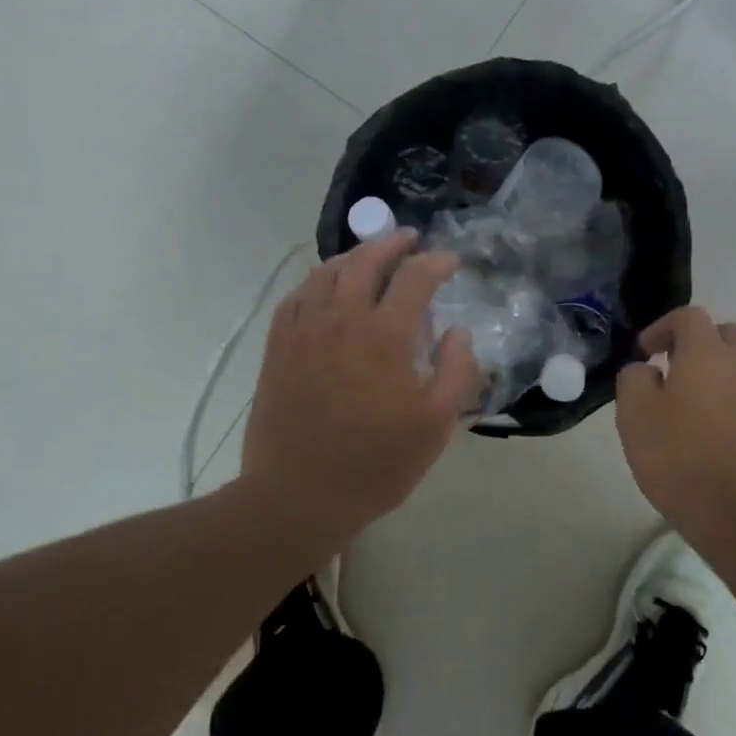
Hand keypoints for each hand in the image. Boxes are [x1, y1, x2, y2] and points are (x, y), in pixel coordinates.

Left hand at [243, 230, 480, 532]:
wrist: (297, 495)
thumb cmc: (375, 464)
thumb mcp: (435, 425)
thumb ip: (457, 371)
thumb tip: (458, 332)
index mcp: (384, 335)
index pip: (414, 277)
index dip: (436, 262)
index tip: (450, 262)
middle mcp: (341, 319)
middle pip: (365, 260)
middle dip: (391, 243)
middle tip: (408, 240)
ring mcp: (304, 330)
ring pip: (327, 272)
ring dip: (353, 256)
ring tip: (369, 258)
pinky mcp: (278, 346)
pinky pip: (297, 296)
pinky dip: (316, 281)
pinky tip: (325, 288)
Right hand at [615, 306, 735, 534]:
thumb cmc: (680, 458)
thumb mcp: (635, 415)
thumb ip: (634, 378)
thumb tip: (646, 369)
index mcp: (708, 354)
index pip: (689, 316)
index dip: (662, 327)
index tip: (644, 353)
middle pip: (723, 334)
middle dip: (695, 343)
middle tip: (670, 368)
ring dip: (712, 373)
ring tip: (685, 404)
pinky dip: (727, 399)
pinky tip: (707, 431)